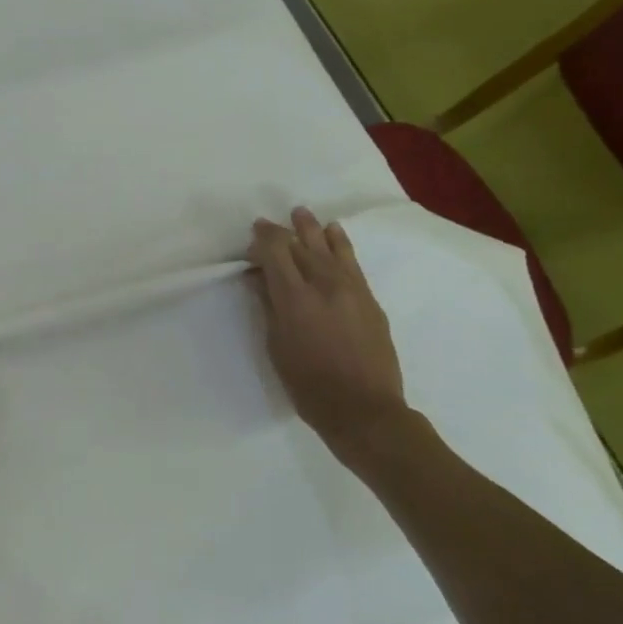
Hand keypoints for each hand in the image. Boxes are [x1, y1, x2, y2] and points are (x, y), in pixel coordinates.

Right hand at [249, 207, 408, 461]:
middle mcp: (324, 285)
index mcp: (295, 299)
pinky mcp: (369, 299)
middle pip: (302, 245)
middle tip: (270, 224)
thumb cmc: (309, 385)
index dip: (263, 239)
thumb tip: (260, 279)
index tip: (253, 235)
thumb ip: (268, 307)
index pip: (277, 253)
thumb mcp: (276, 347)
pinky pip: (352, 261)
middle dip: (284, 232)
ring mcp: (351, 289)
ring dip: (313, 229)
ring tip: (302, 214)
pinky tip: (334, 233)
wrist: (364, 410)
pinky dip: (340, 244)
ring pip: (329, 248)